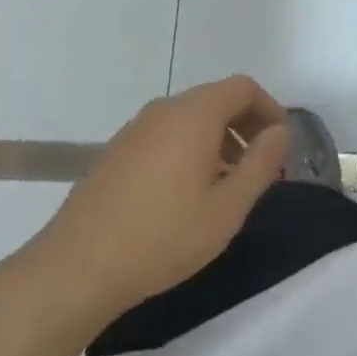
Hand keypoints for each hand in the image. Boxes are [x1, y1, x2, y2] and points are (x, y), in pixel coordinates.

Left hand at [0, 77, 290, 334]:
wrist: (75, 268)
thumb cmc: (162, 237)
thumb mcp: (227, 208)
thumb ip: (261, 164)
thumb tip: (281, 132)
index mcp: (195, 113)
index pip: (243, 87)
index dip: (270, 109)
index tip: (281, 146)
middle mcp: (165, 109)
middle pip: (217, 100)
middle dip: (246, 127)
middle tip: (260, 170)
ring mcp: (136, 128)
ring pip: (190, 119)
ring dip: (218, 141)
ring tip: (226, 188)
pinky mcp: (116, 151)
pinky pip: (166, 136)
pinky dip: (189, 150)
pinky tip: (186, 196)